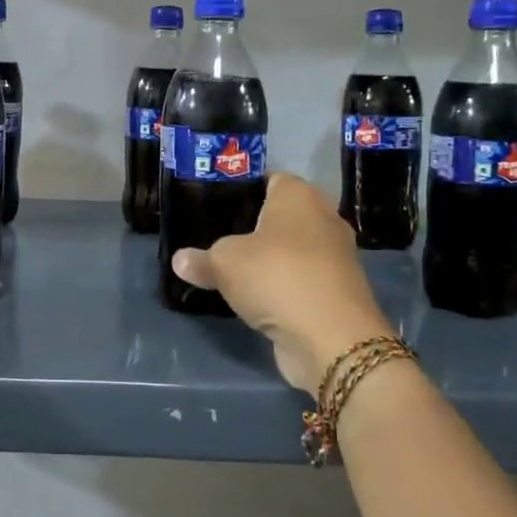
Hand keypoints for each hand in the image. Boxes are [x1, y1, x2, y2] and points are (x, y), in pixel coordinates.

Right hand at [169, 174, 394, 396]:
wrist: (332, 338)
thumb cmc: (277, 277)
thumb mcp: (224, 264)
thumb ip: (201, 259)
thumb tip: (179, 260)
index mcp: (299, 195)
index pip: (268, 178)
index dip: (241, 189)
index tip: (214, 205)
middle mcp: (323, 217)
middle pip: (280, 214)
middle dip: (252, 225)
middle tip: (215, 236)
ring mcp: (334, 255)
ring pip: (291, 248)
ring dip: (268, 258)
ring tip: (230, 268)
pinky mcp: (336, 290)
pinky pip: (300, 277)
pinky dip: (281, 284)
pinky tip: (254, 296)